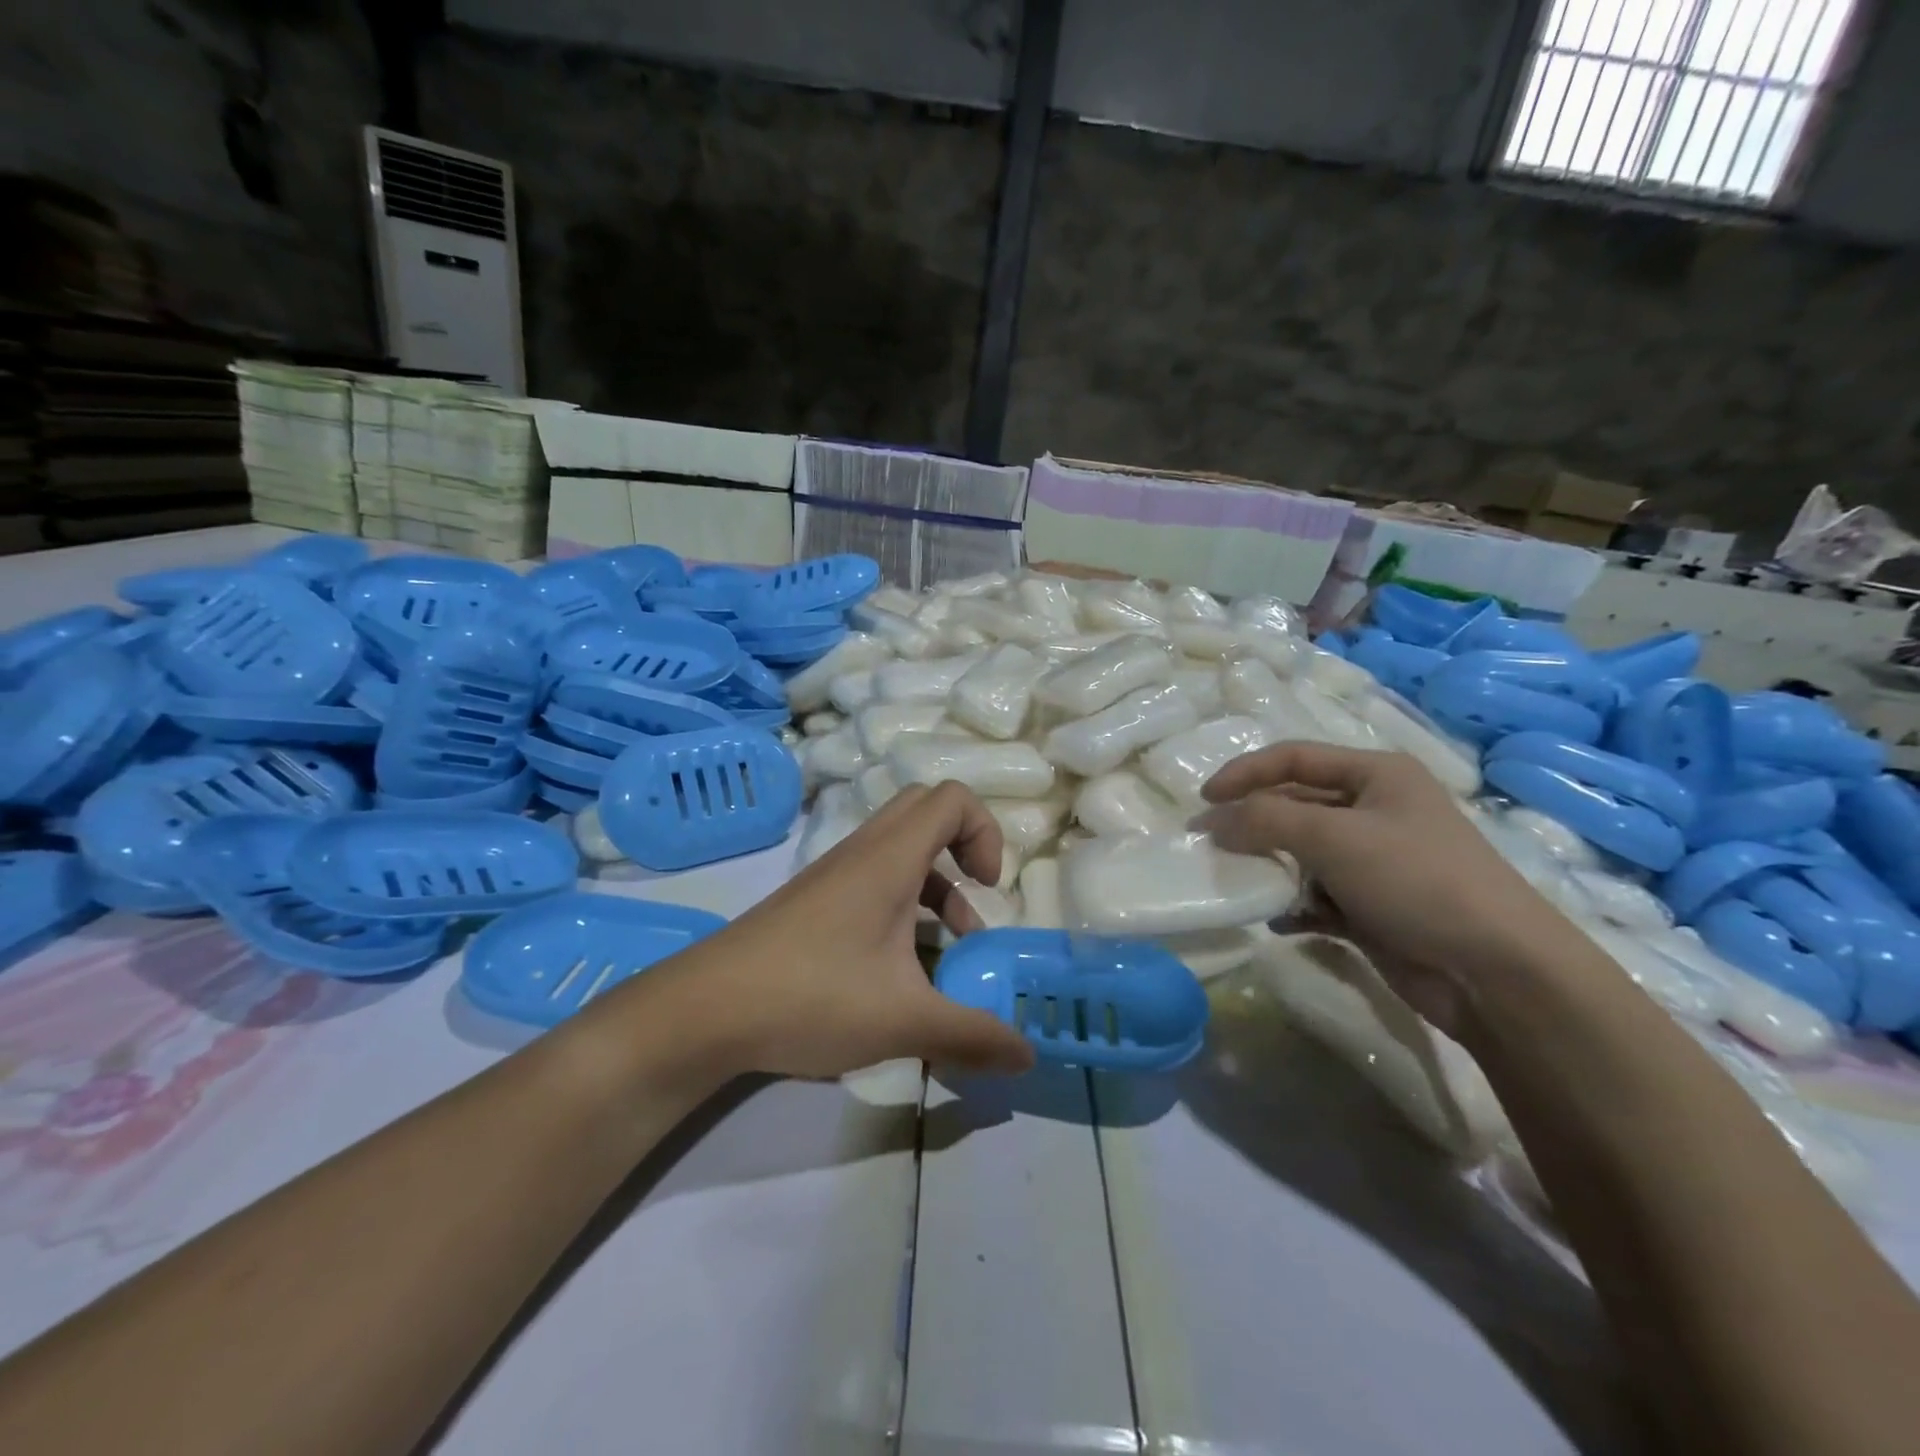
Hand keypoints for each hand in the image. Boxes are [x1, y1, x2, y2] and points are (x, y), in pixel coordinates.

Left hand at [640, 782, 1036, 1080]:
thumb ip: (972, 1035)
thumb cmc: (812, 996)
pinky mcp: (814, 900)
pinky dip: (903, 901)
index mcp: (890, 858)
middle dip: (964, 845)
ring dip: (935, 882)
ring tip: (950, 946)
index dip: (985, 831)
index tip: (988, 888)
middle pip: (926, 810)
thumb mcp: (904, 1020)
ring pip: (899, 848)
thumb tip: (1028, 1057)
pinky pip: (873, 876)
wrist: (705, 1009)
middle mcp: (863, 851)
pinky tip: (900, 965)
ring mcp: (833, 873)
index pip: (952, 798)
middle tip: (976, 894)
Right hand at [1198, 743, 1572, 1034]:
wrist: (1496, 972)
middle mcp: (1374, 811)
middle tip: (1209, 845)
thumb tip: (1215, 822)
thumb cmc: (1417, 880)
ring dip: (1268, 866)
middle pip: (1294, 804)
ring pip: (1301, 852)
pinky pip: (1315, 896)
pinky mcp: (1371, 907)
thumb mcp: (1335, 836)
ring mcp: (1374, 862)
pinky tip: (1277, 919)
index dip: (1245, 773)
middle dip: (1251, 823)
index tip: (1203, 800)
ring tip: (1238, 881)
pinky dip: (1293, 905)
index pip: (1293, 758)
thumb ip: (1265, 820)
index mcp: (1376, 775)